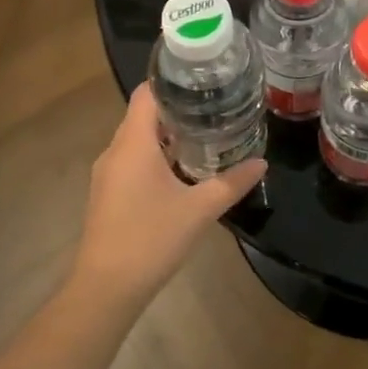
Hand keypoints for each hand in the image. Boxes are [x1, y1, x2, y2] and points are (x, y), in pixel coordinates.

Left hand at [71, 84, 265, 305]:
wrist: (105, 290)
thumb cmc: (151, 239)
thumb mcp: (200, 209)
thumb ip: (232, 182)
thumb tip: (262, 162)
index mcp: (133, 143)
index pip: (147, 92)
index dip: (172, 80)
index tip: (203, 78)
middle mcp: (115, 151)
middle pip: (144, 114)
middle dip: (177, 107)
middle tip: (214, 104)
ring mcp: (108, 174)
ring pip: (138, 139)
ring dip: (167, 133)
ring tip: (205, 131)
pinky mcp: (107, 194)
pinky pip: (133, 160)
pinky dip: (156, 155)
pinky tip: (182, 168)